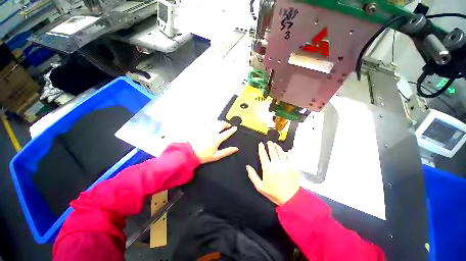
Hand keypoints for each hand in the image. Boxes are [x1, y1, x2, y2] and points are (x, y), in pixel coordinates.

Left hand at [190, 121, 238, 163]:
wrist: (189, 153)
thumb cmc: (204, 156)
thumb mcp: (216, 156)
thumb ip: (227, 151)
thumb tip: (236, 148)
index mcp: (217, 139)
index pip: (227, 133)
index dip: (232, 130)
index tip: (235, 128)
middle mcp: (212, 132)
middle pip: (221, 124)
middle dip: (226, 124)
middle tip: (228, 126)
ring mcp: (206, 129)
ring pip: (215, 122)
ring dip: (219, 122)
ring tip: (220, 125)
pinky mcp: (200, 128)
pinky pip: (206, 122)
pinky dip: (210, 121)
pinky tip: (210, 123)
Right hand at [246, 141, 298, 205]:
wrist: (291, 199)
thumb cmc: (274, 193)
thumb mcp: (260, 187)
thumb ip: (253, 176)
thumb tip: (247, 166)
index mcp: (267, 168)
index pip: (263, 154)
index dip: (261, 148)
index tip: (260, 144)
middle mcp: (276, 164)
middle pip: (272, 150)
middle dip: (270, 144)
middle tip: (269, 142)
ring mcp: (285, 164)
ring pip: (281, 151)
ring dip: (277, 146)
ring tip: (275, 144)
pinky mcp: (293, 165)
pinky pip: (290, 155)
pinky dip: (287, 152)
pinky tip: (285, 151)